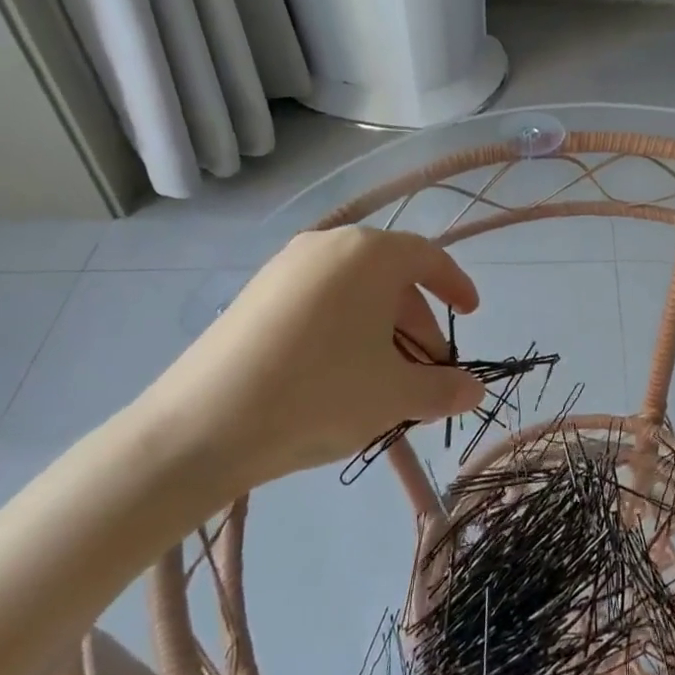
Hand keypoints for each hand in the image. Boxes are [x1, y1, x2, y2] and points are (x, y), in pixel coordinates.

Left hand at [129, 227, 483, 500]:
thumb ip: (444, 389)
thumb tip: (475, 391)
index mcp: (370, 254)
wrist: (199, 428)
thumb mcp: (394, 395)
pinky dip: (345, 329)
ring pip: (354, 291)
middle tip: (429, 370)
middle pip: (391, 277)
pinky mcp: (255, 295)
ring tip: (387, 380)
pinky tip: (340, 376)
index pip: (429, 258)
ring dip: (383, 330)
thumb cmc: (317, 394)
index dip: (456, 286)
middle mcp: (328, 246)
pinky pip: (319, 301)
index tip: (471, 315)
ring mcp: (285, 268)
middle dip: (419, 323)